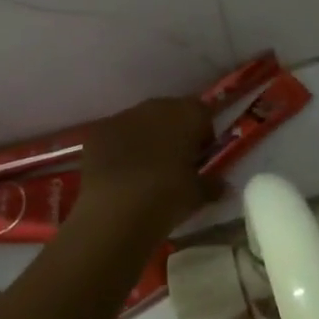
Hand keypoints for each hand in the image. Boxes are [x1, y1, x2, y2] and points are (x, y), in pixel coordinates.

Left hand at [75, 96, 220, 236]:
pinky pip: (115, 135)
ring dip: (146, 138)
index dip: (204, 134)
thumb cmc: (167, 196)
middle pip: (171, 113)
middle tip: (175, 162)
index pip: (203, 113)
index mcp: (187, 114)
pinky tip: (119, 174)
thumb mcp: (198, 195)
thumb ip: (212, 184)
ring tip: (145, 170)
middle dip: (175, 132)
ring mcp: (122, 117)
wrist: (115, 211)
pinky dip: (119, 148)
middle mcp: (156, 107)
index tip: (201, 156)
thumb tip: (221, 185)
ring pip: (141, 122)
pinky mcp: (97, 133)